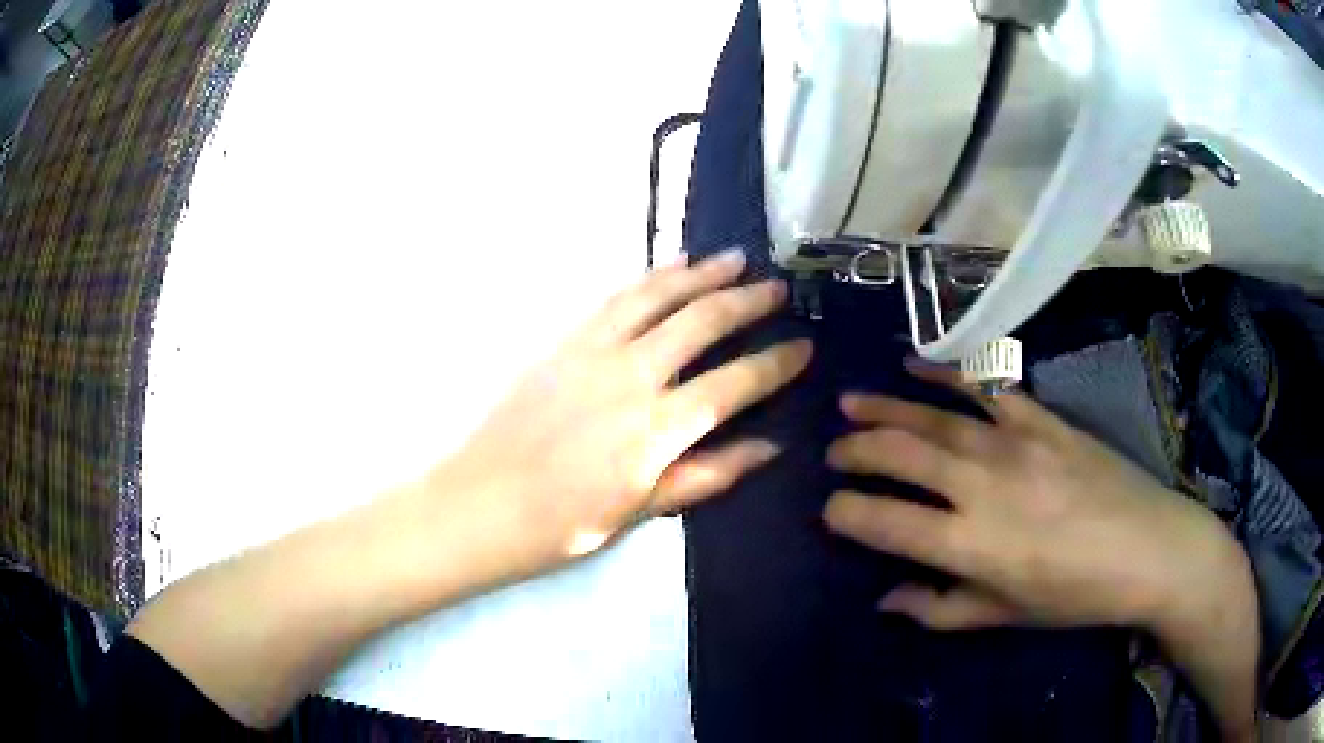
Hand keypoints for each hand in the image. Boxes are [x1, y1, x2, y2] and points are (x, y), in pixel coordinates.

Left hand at [430, 248, 811, 579]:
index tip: (804, 346)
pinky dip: (649, 278)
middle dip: (747, 301)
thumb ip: (708, 473)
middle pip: (702, 322)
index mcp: (656, 429)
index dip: (776, 363)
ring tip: (734, 258)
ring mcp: (593, 352)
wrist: (481, 505)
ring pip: (658, 297)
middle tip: (777, 288)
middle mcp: (631, 377)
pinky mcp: (564, 343)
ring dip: (700, 273)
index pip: (734, 383)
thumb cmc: (564, 524)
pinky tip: (670, 266)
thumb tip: (769, 447)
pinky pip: (615, 299)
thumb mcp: (642, 511)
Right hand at [821, 361, 1259, 739]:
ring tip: (850, 403)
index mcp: (971, 544)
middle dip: (855, 452)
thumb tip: (886, 600)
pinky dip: (947, 375)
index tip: (830, 510)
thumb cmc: (1077, 595)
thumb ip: (941, 609)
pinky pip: (985, 390)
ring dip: (885, 408)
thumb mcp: (1007, 616)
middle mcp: (982, 485)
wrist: (1150, 548)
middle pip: (900, 456)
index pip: (884, 523)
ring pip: (933, 417)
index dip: (846, 514)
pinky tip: (918, 366)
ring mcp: (1014, 443)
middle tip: (832, 452)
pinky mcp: (1041, 419)